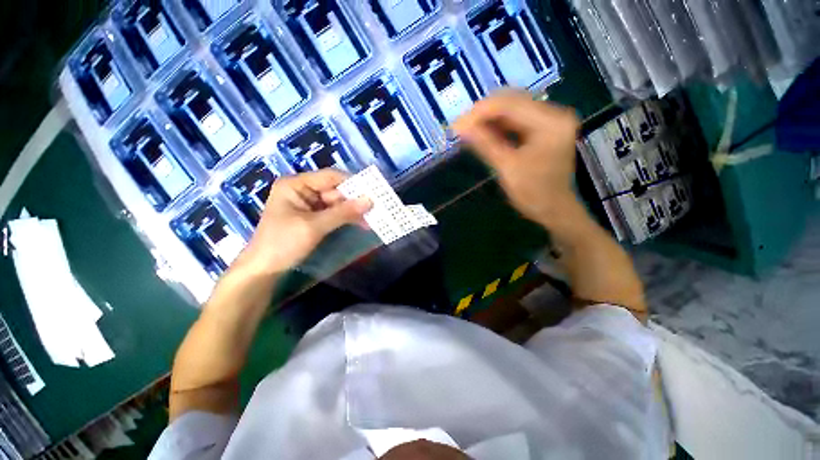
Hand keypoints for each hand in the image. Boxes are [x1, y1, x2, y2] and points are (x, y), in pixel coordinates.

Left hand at [234, 169, 370, 274]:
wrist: (264, 271)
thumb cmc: (283, 243)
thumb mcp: (315, 226)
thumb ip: (343, 212)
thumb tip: (370, 200)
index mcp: (296, 185)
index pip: (330, 177)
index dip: (353, 183)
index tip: (374, 191)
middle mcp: (302, 191)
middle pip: (335, 190)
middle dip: (355, 200)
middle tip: (377, 207)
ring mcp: (308, 205)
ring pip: (337, 203)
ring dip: (353, 211)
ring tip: (373, 217)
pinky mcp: (312, 218)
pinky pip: (334, 214)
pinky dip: (347, 218)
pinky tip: (361, 223)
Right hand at [453, 90, 580, 226]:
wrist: (554, 209)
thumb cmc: (533, 193)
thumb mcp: (507, 168)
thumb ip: (485, 144)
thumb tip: (460, 127)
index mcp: (550, 123)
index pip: (510, 105)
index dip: (480, 112)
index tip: (457, 124)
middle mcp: (554, 114)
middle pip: (512, 101)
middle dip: (483, 113)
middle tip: (461, 127)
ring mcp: (550, 120)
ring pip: (513, 109)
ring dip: (489, 119)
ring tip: (468, 130)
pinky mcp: (544, 128)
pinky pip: (517, 120)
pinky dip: (498, 126)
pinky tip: (483, 133)